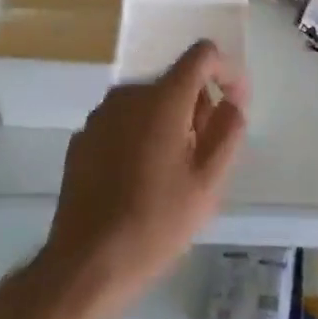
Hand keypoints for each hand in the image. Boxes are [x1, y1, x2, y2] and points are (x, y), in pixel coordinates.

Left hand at [35, 41, 249, 318]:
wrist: (87, 263)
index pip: (202, 55)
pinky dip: (140, 136)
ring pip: (148, 103)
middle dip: (198, 107)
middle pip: (175, 81)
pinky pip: (124, 122)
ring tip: (173, 173)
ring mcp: (100, 115)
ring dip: (169, 123)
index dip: (226, 71)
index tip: (235, 105)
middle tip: (204, 155)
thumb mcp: (208, 182)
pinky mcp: (83, 138)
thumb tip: (233, 100)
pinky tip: (139, 180)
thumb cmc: (156, 222)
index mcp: (162, 98)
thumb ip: (228, 131)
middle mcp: (128, 94)